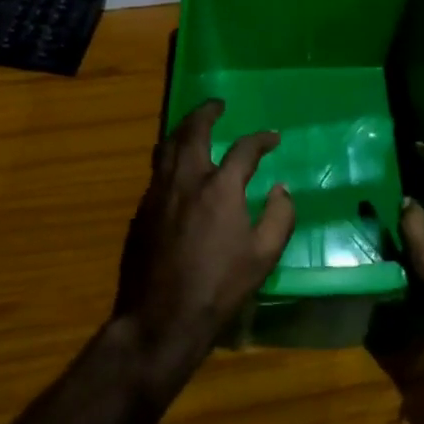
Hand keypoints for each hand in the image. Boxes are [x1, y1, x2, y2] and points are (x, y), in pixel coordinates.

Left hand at [113, 99, 295, 393]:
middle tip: (217, 105)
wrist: (160, 319)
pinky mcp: (141, 211)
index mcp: (220, 188)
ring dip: (182, 129)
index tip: (272, 138)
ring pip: (167, 147)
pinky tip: (175, 168)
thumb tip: (282, 189)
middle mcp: (186, 180)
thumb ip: (279, 217)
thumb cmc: (218, 288)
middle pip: (193, 131)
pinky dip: (169, 157)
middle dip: (206, 113)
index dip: (261, 139)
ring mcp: (158, 193)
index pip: (243, 149)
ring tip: (193, 125)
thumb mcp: (263, 256)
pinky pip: (156, 171)